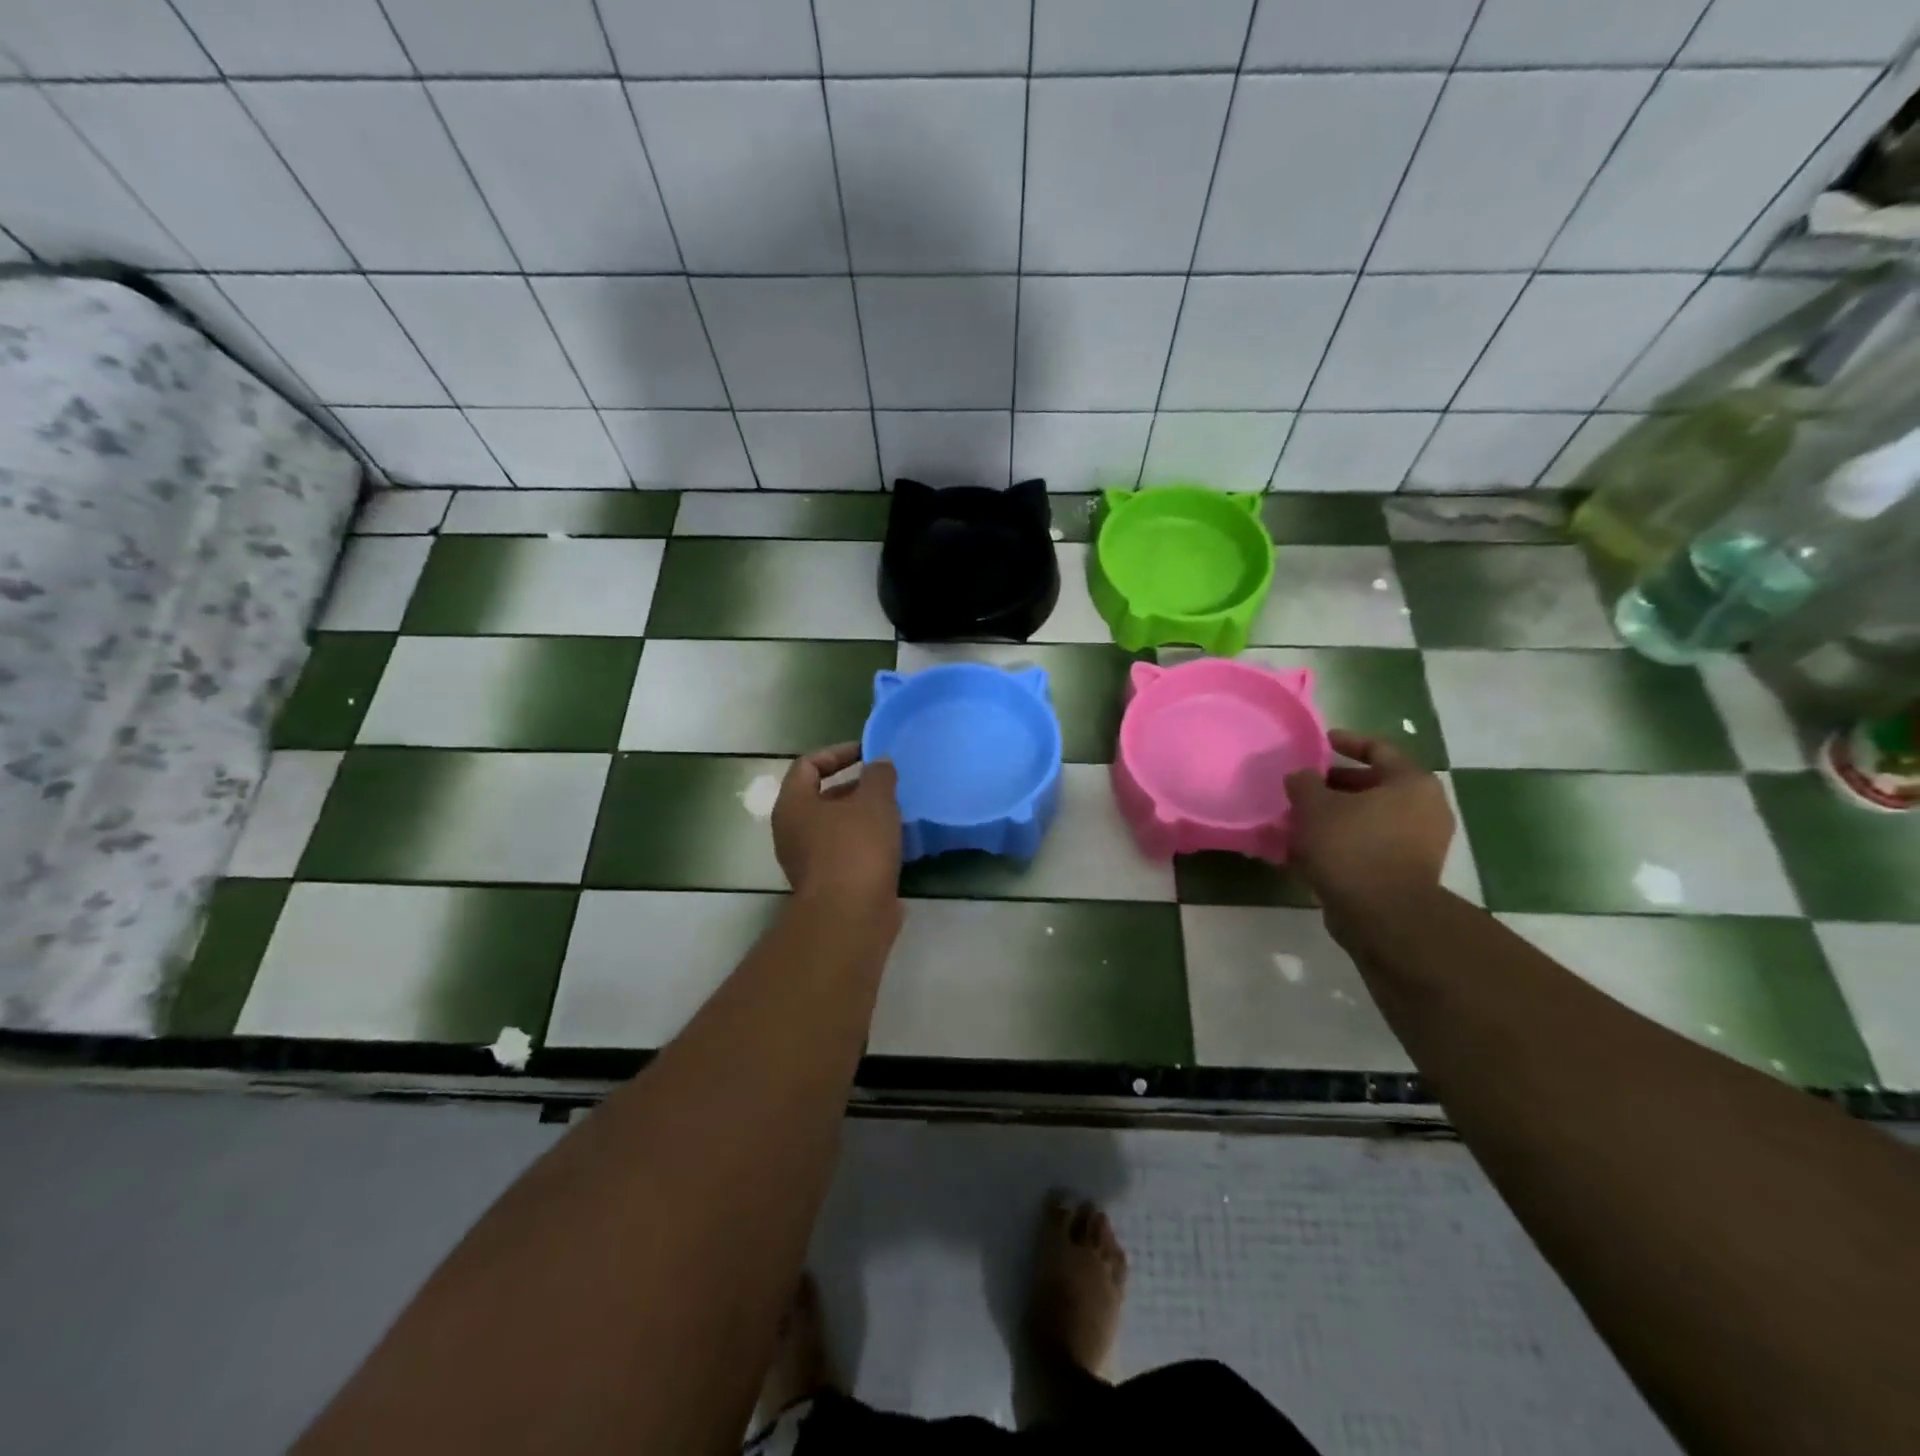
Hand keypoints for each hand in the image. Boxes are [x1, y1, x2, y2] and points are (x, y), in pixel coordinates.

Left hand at [772, 743, 901, 909]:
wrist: (851, 916)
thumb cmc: (856, 848)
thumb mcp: (874, 801)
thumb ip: (879, 775)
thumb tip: (879, 762)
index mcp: (793, 805)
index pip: (808, 764)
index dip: (838, 752)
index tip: (869, 753)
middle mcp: (792, 832)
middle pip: (822, 797)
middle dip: (856, 787)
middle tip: (887, 783)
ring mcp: (808, 861)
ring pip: (837, 827)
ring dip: (864, 817)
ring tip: (897, 810)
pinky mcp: (829, 884)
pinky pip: (848, 853)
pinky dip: (868, 843)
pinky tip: (896, 842)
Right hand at [1284, 730, 1454, 913]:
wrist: (1383, 915)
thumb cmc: (1351, 847)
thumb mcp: (1315, 806)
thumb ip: (1304, 783)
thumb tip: (1301, 776)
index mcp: (1411, 782)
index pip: (1379, 748)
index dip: (1347, 741)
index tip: (1321, 742)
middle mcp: (1425, 808)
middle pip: (1375, 785)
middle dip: (1336, 785)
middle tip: (1304, 786)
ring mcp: (1421, 843)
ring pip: (1371, 817)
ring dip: (1338, 816)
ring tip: (1301, 819)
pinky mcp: (1409, 871)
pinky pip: (1371, 844)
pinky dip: (1345, 841)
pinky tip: (1312, 849)